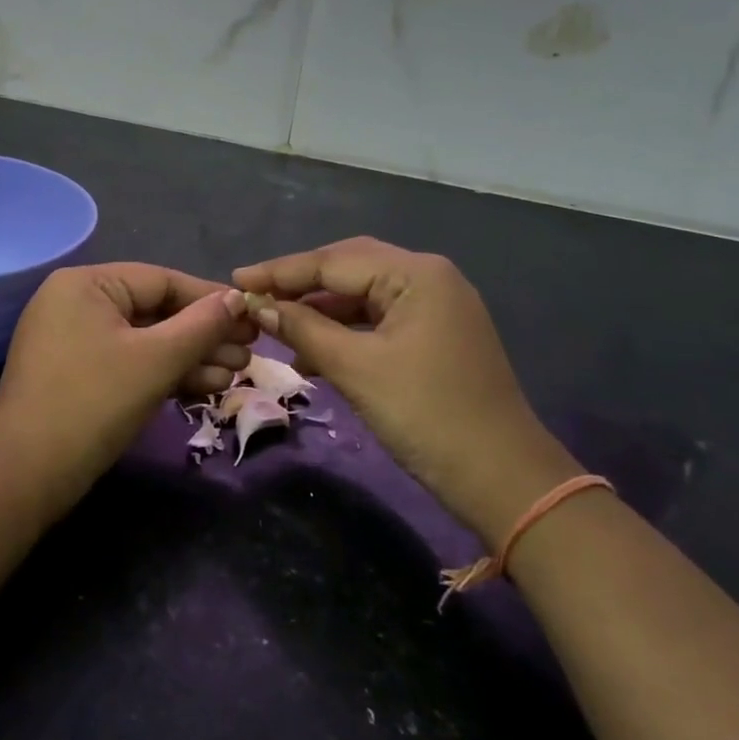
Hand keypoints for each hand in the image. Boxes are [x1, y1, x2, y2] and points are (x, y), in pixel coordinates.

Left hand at [0, 264, 253, 509]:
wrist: (26, 475)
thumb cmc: (93, 402)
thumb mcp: (155, 360)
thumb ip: (201, 325)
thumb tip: (237, 298)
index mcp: (87, 284)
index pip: (162, 280)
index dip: (210, 299)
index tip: (252, 315)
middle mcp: (77, 302)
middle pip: (155, 310)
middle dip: (204, 334)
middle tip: (249, 352)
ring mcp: (74, 340)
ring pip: (145, 340)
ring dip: (190, 357)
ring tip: (235, 373)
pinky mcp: (78, 374)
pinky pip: (129, 361)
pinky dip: (164, 372)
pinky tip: (205, 386)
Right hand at [233, 237, 575, 541]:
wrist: (502, 479)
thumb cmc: (426, 415)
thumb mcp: (356, 369)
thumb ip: (303, 329)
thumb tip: (256, 304)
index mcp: (417, 274)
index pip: (334, 260)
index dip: (281, 271)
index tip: (236, 279)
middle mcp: (429, 278)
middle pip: (350, 268)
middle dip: (300, 283)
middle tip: (252, 295)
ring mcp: (436, 307)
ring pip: (363, 295)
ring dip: (320, 309)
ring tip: (274, 323)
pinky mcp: (436, 336)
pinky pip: (379, 320)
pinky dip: (344, 330)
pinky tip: (311, 350)